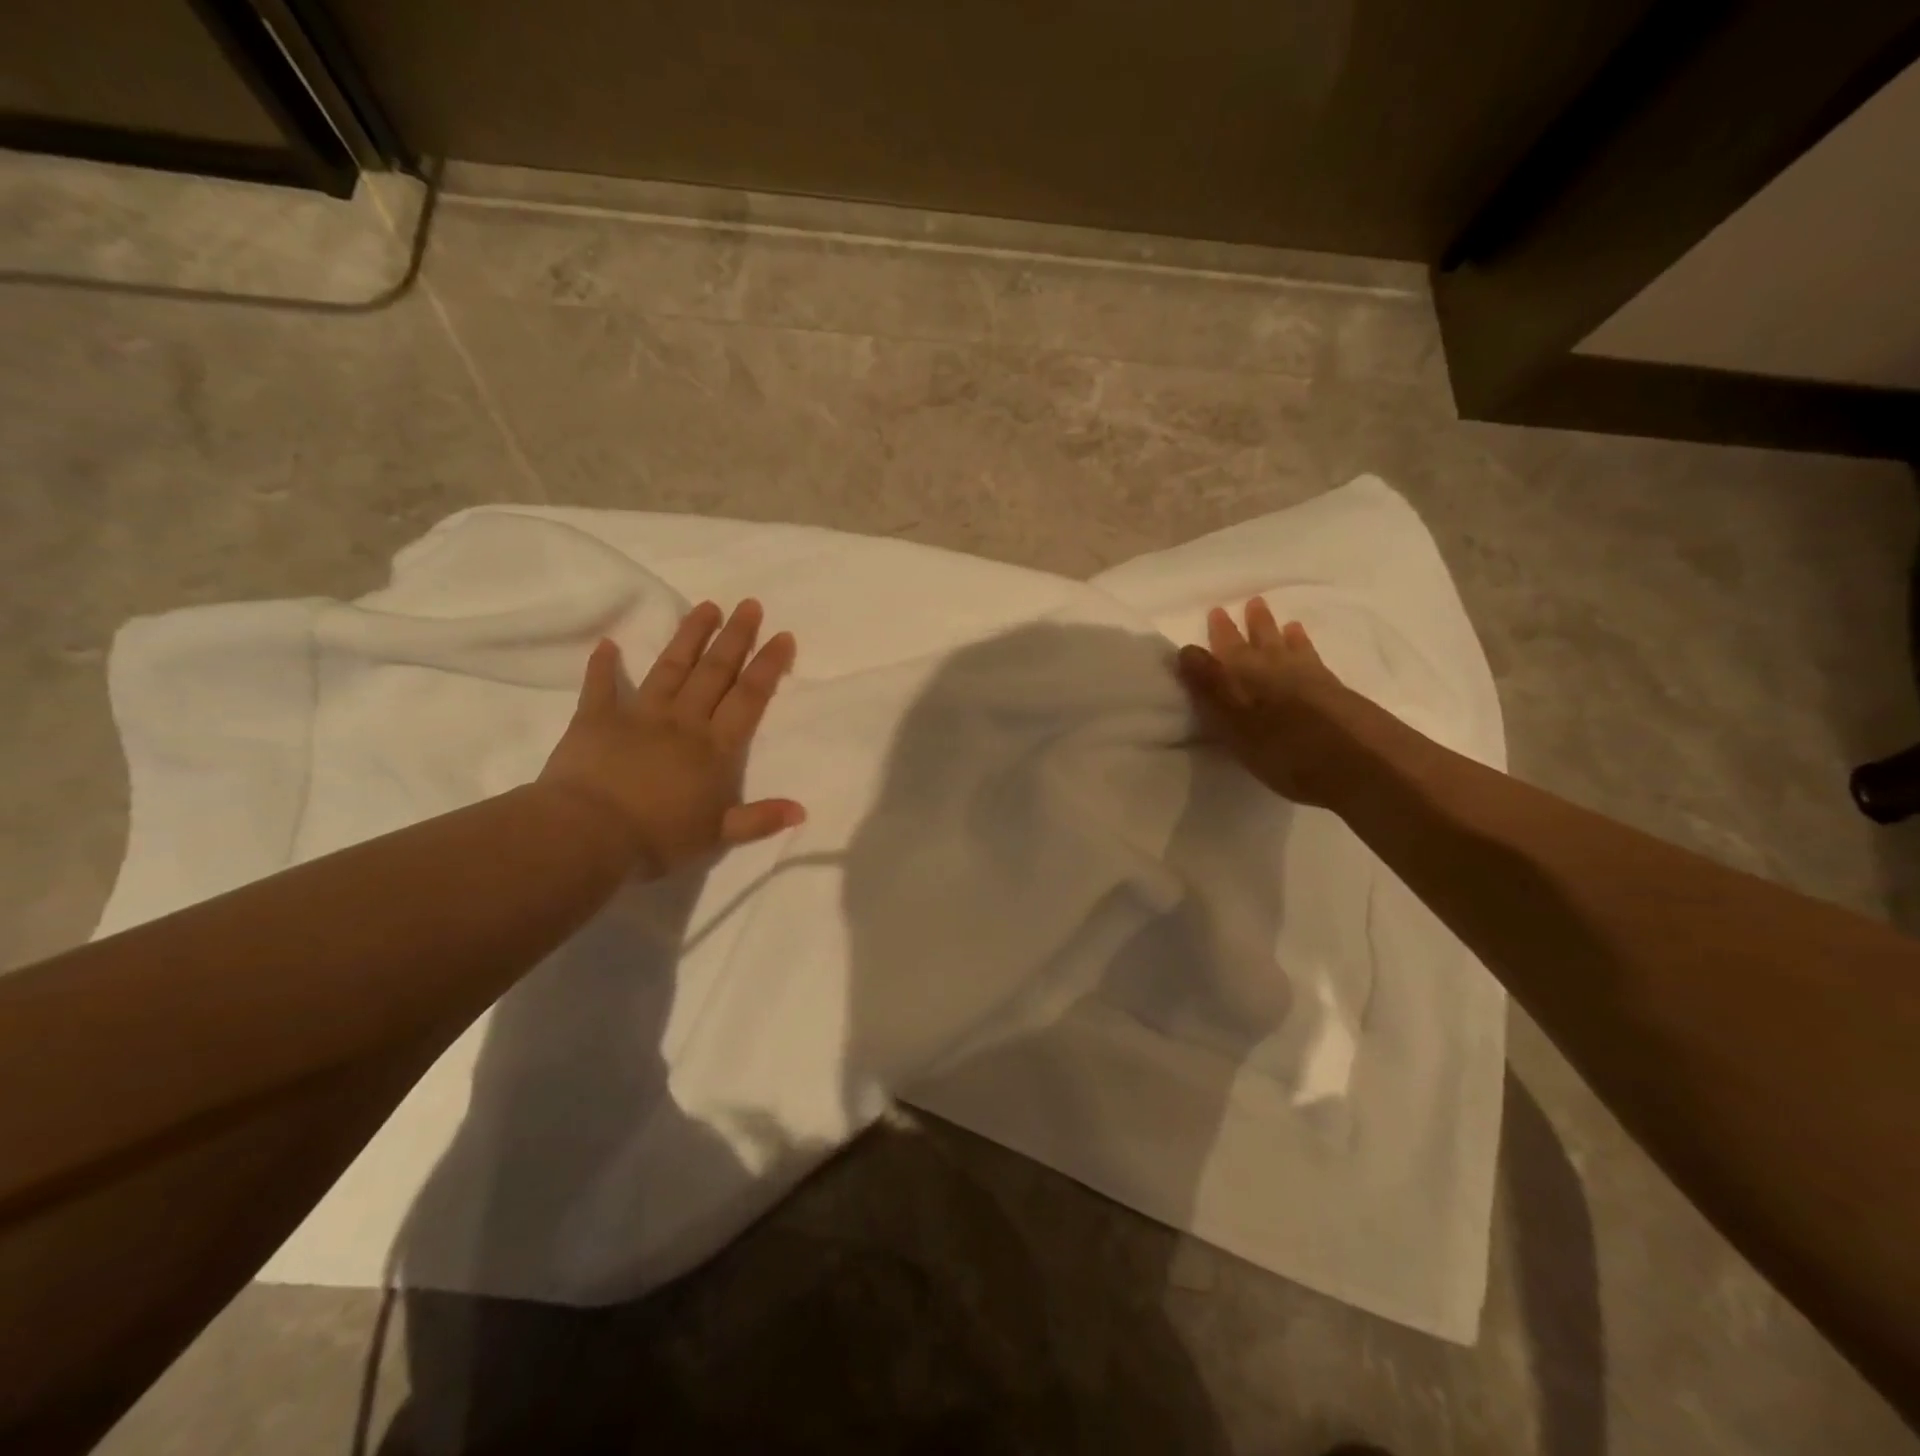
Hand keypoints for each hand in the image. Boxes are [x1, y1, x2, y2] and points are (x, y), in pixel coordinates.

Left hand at [538, 600, 804, 876]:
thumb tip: (801, 810)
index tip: (782, 635)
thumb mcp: (717, 836)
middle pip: (715, 672)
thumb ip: (759, 819)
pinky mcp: (596, 719)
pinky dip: (603, 666)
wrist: (588, 835)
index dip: (768, 665)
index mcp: (714, 747)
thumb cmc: (658, 837)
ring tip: (707, 607)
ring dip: (690, 636)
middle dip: (735, 637)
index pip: (749, 697)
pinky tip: (608, 644)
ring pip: (671, 668)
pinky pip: (600, 687)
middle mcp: (683, 721)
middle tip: (750, 605)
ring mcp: (639, 715)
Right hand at [1176, 597, 1358, 806]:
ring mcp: (1309, 677)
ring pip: (1290, 646)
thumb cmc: (1283, 749)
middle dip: (1251, 625)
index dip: (1219, 632)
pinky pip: (1313, 658)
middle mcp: (1276, 668)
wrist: (1359, 762)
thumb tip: (1187, 650)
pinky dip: (1306, 647)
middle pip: (1260, 641)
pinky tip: (1307, 648)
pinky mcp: (1335, 690)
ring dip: (1281, 632)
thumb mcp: (1234, 724)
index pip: (1226, 649)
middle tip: (1251, 603)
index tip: (1215, 612)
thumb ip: (1211, 686)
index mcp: (1245, 677)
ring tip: (1281, 620)